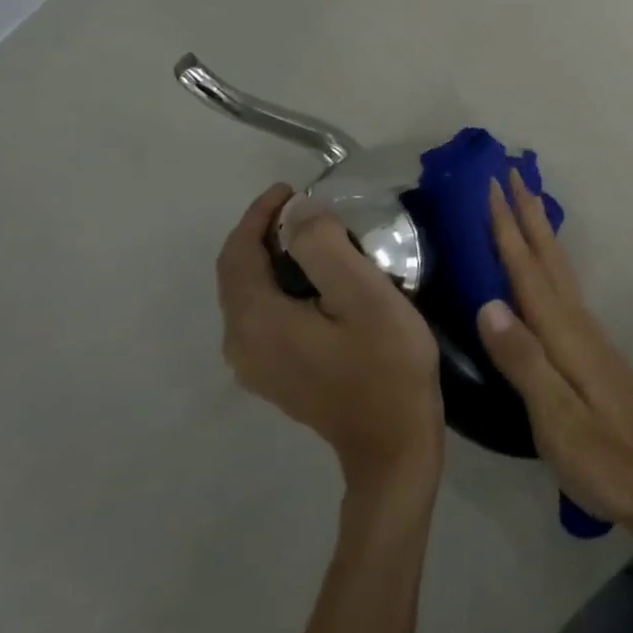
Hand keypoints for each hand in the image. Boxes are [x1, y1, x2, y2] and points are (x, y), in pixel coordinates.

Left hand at [217, 183, 443, 499]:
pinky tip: (318, 284)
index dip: (259, 215)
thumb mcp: (363, 294)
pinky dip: (282, 287)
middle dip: (265, 235)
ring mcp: (257, 366)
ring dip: (275, 260)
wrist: (393, 443)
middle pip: (238, 275)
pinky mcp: (277, 376)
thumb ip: (324, 246)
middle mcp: (241, 345)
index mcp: (256, 321)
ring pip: (251, 296)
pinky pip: (265, 317)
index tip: (293, 189)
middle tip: (308, 209)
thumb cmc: (385, 363)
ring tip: (316, 238)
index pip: (238, 253)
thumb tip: (301, 215)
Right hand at [477, 173, 632, 535]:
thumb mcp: (557, 419)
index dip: (508, 229)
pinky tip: (546, 271)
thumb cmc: (604, 457)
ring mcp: (589, 336)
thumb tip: (488, 304)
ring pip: (559, 269)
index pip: (528, 271)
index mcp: (565, 335)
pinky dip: (550, 263)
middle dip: (528, 214)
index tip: (493, 187)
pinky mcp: (592, 351)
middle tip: (511, 174)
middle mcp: (578, 324)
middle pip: (549, 258)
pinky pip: (564, 289)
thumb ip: (524, 362)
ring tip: (527, 205)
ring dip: (541, 232)